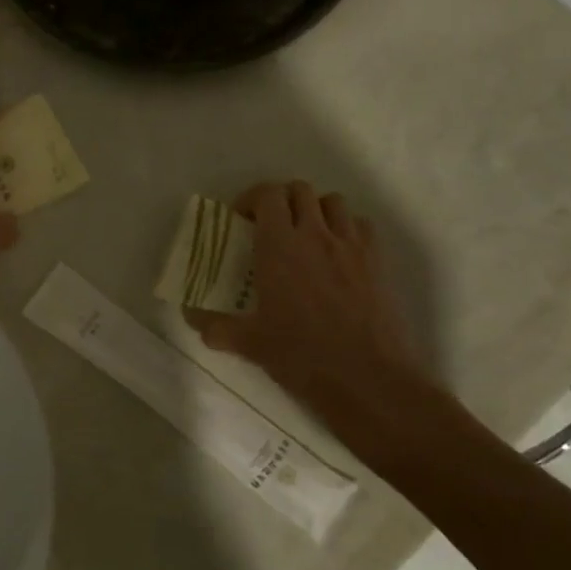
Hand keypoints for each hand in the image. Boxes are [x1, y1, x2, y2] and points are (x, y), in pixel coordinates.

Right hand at [187, 182, 422, 410]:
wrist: (368, 379)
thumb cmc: (302, 356)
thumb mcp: (250, 344)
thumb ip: (216, 327)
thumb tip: (192, 318)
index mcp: (279, 246)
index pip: (267, 195)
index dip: (252, 199)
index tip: (242, 221)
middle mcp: (316, 235)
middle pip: (300, 190)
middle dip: (281, 200)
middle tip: (269, 227)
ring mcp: (351, 246)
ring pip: (333, 201)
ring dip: (315, 210)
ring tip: (305, 236)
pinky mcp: (378, 261)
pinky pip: (361, 225)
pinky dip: (346, 229)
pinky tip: (337, 255)